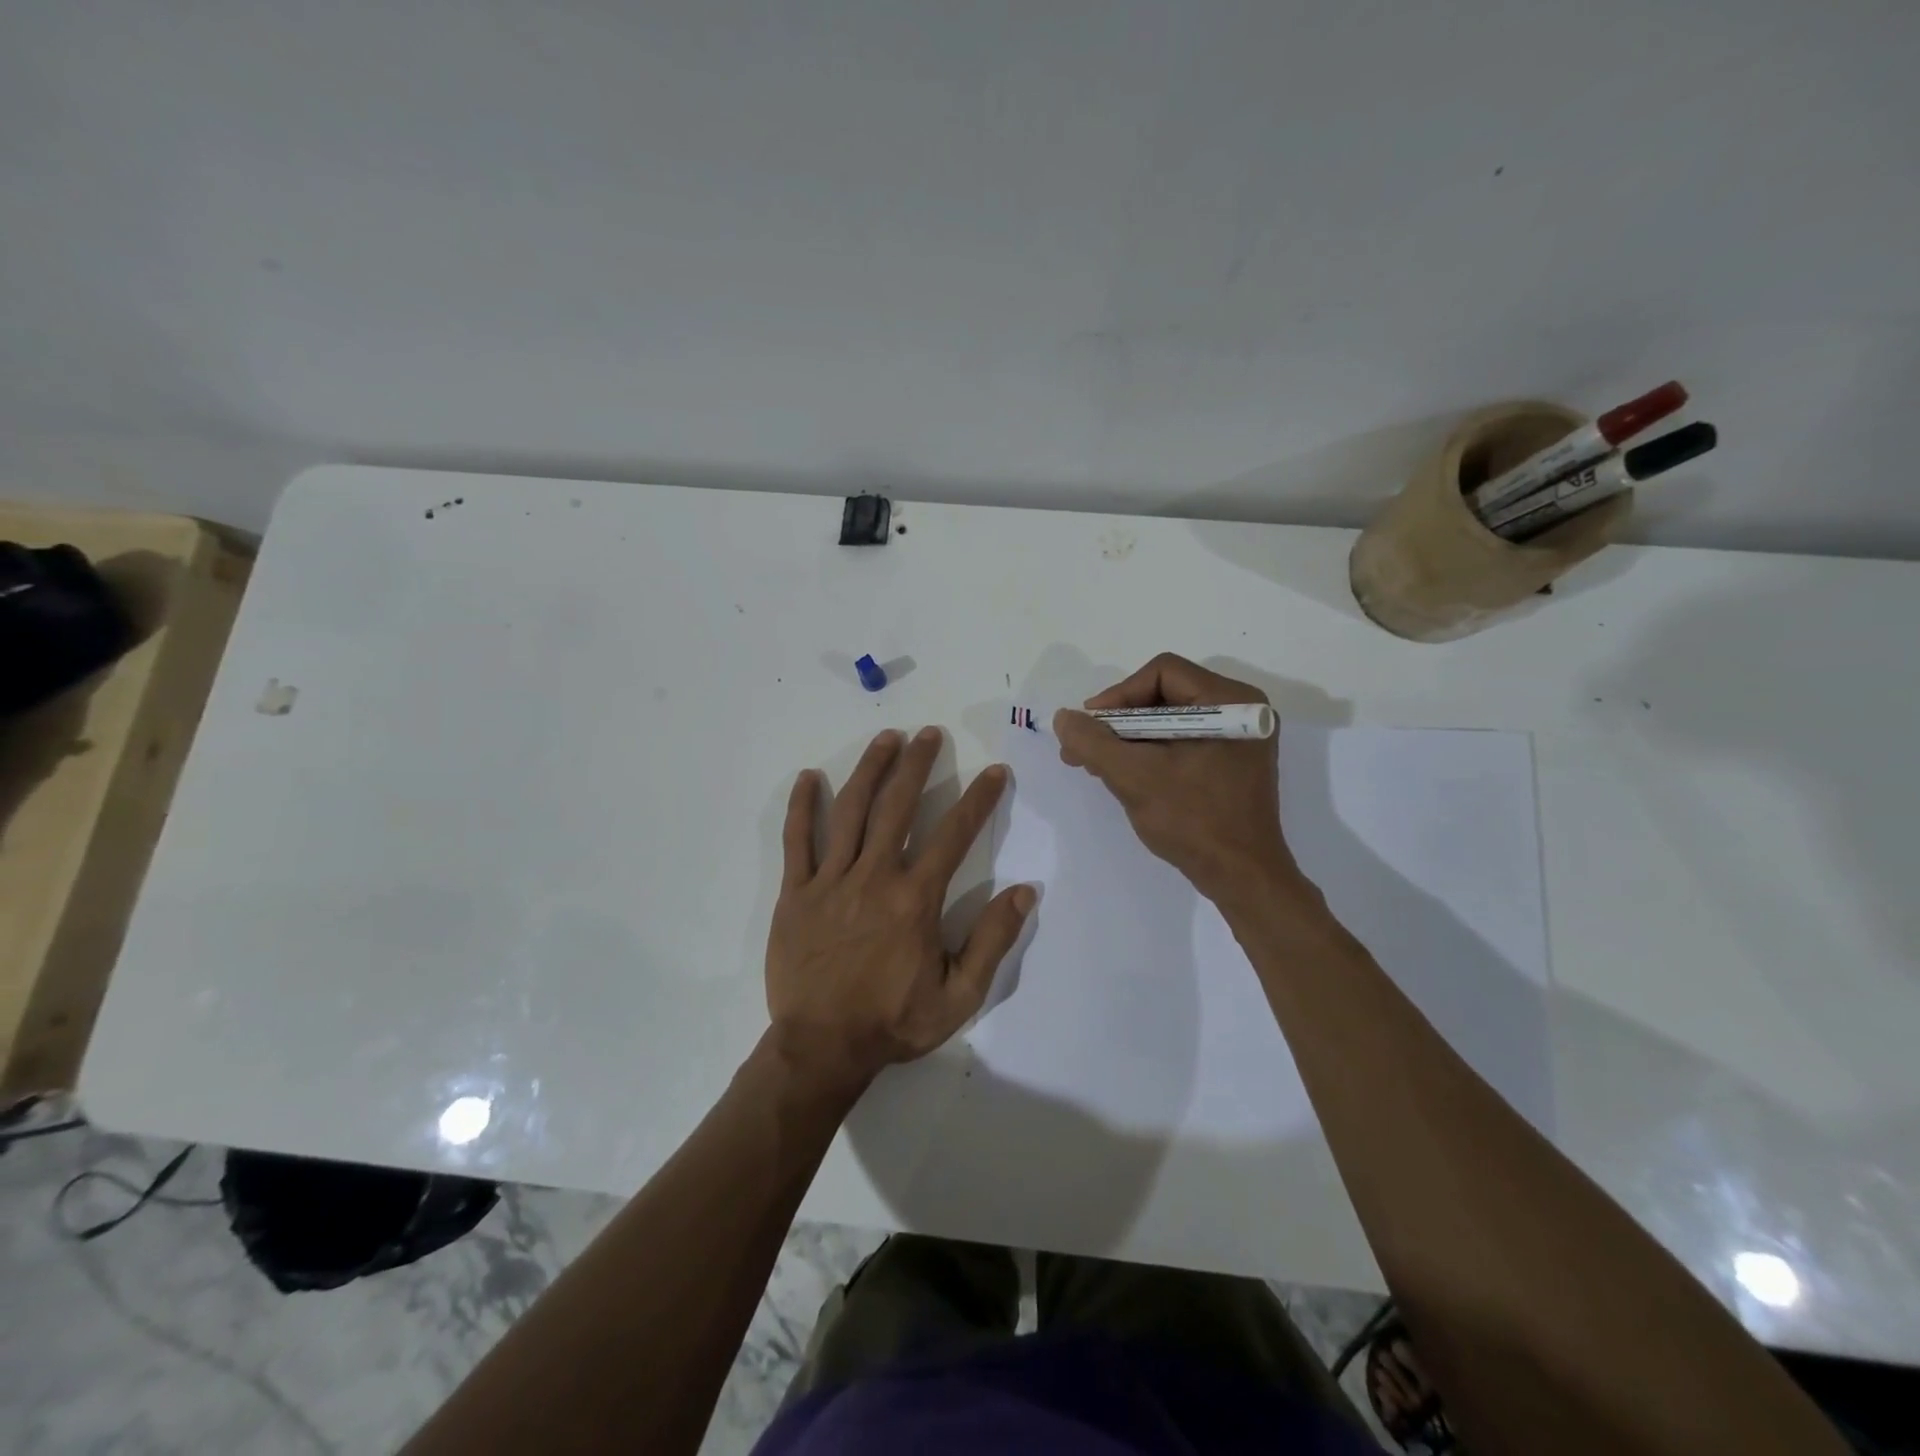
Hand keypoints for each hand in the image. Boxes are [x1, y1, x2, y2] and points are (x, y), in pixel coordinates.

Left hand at [766, 727, 1034, 1097]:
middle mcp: (874, 877)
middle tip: (929, 734)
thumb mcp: (959, 996)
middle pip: (898, 806)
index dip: (978, 799)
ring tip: (886, 738)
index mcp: (915, 899)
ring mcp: (830, 881)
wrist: (822, 1048)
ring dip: (870, 770)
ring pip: (851, 812)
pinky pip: (797, 841)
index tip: (994, 772)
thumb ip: (992, 941)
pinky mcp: (795, 893)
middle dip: (917, 765)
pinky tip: (810, 777)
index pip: (954, 835)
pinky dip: (803, 807)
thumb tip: (1025, 891)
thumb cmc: (893, 1022)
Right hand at [1053, 653, 1303, 906]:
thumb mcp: (1134, 777)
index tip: (1091, 726)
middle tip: (1084, 749)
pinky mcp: (1231, 763)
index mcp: (1230, 702)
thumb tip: (1064, 718)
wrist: (1242, 878)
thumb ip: (1093, 742)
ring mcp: (1238, 739)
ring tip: (1096, 766)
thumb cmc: (1193, 821)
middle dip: (1119, 722)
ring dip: (1129, 740)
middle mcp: (1241, 710)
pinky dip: (1150, 754)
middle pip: (1164, 695)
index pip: (1162, 672)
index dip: (1119, 695)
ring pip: (1169, 721)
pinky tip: (1124, 775)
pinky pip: (1181, 742)